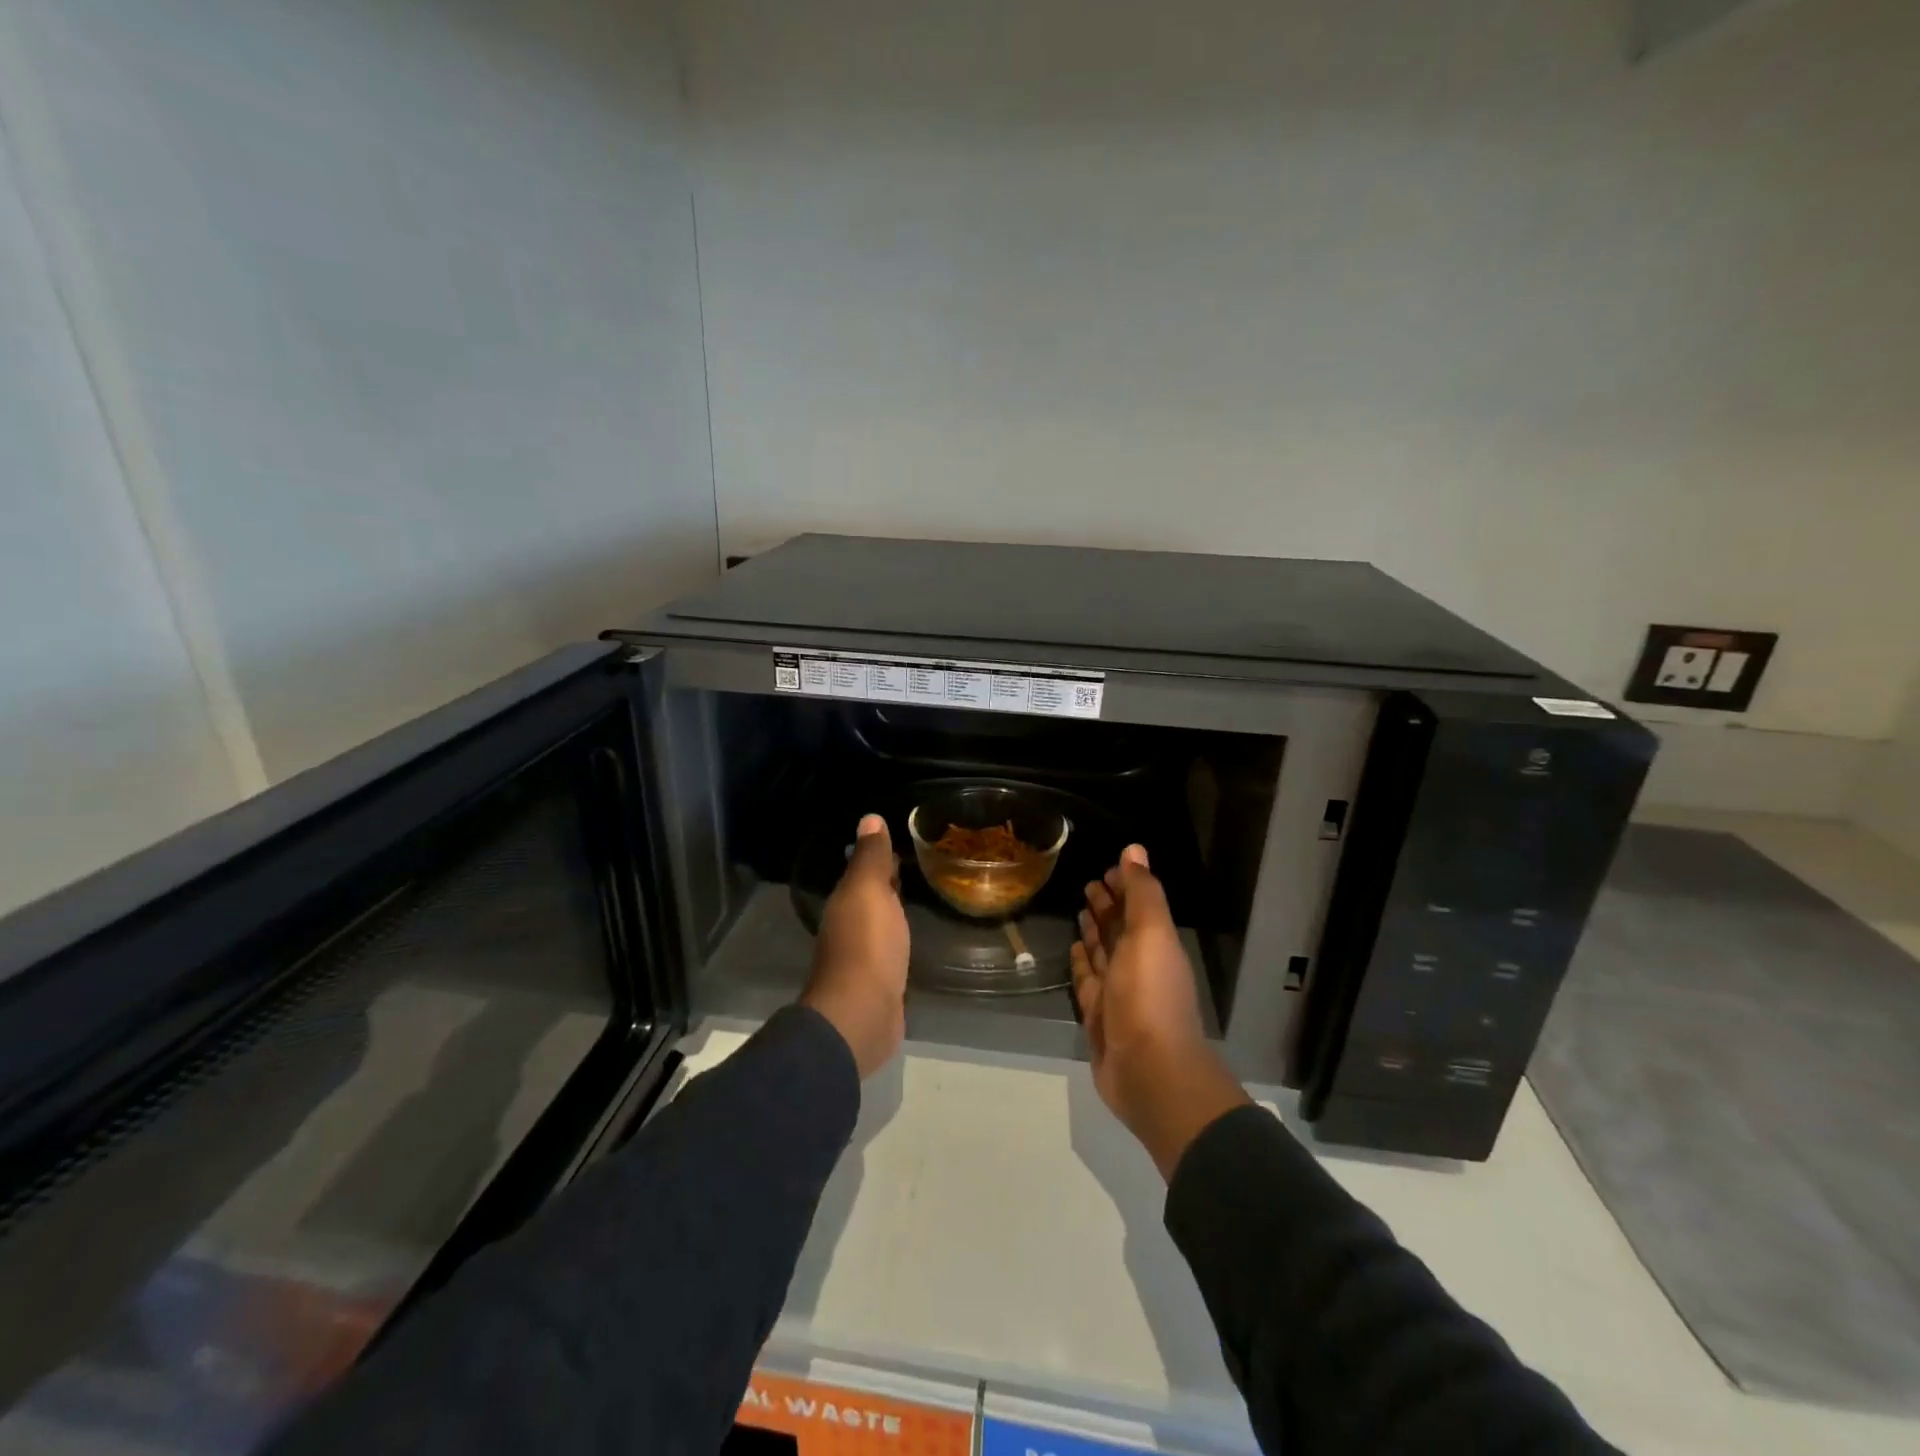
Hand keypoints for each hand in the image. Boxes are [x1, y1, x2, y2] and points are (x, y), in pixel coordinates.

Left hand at [801, 814, 909, 1078]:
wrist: (861, 1015)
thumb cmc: (867, 945)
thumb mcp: (869, 891)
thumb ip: (870, 857)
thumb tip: (869, 818)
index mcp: (846, 902)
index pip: (864, 870)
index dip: (880, 856)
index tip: (905, 841)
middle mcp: (850, 927)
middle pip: (871, 897)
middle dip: (889, 882)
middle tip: (921, 866)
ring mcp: (864, 958)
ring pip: (882, 924)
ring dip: (895, 912)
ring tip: (924, 898)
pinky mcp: (880, 983)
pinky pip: (892, 951)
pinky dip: (901, 940)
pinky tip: (916, 939)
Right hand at [1072, 845, 1248, 1178]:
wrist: (1149, 1071)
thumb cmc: (1150, 995)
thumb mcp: (1151, 934)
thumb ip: (1143, 892)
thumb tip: (1134, 849)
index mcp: (1155, 944)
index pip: (1138, 905)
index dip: (1125, 886)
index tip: (1106, 868)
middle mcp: (1138, 965)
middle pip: (1120, 928)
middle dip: (1107, 905)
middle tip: (1088, 884)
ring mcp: (1118, 992)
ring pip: (1103, 953)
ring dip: (1094, 931)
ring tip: (1079, 910)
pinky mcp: (1098, 1016)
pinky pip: (1088, 980)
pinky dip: (1082, 962)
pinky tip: (1074, 949)